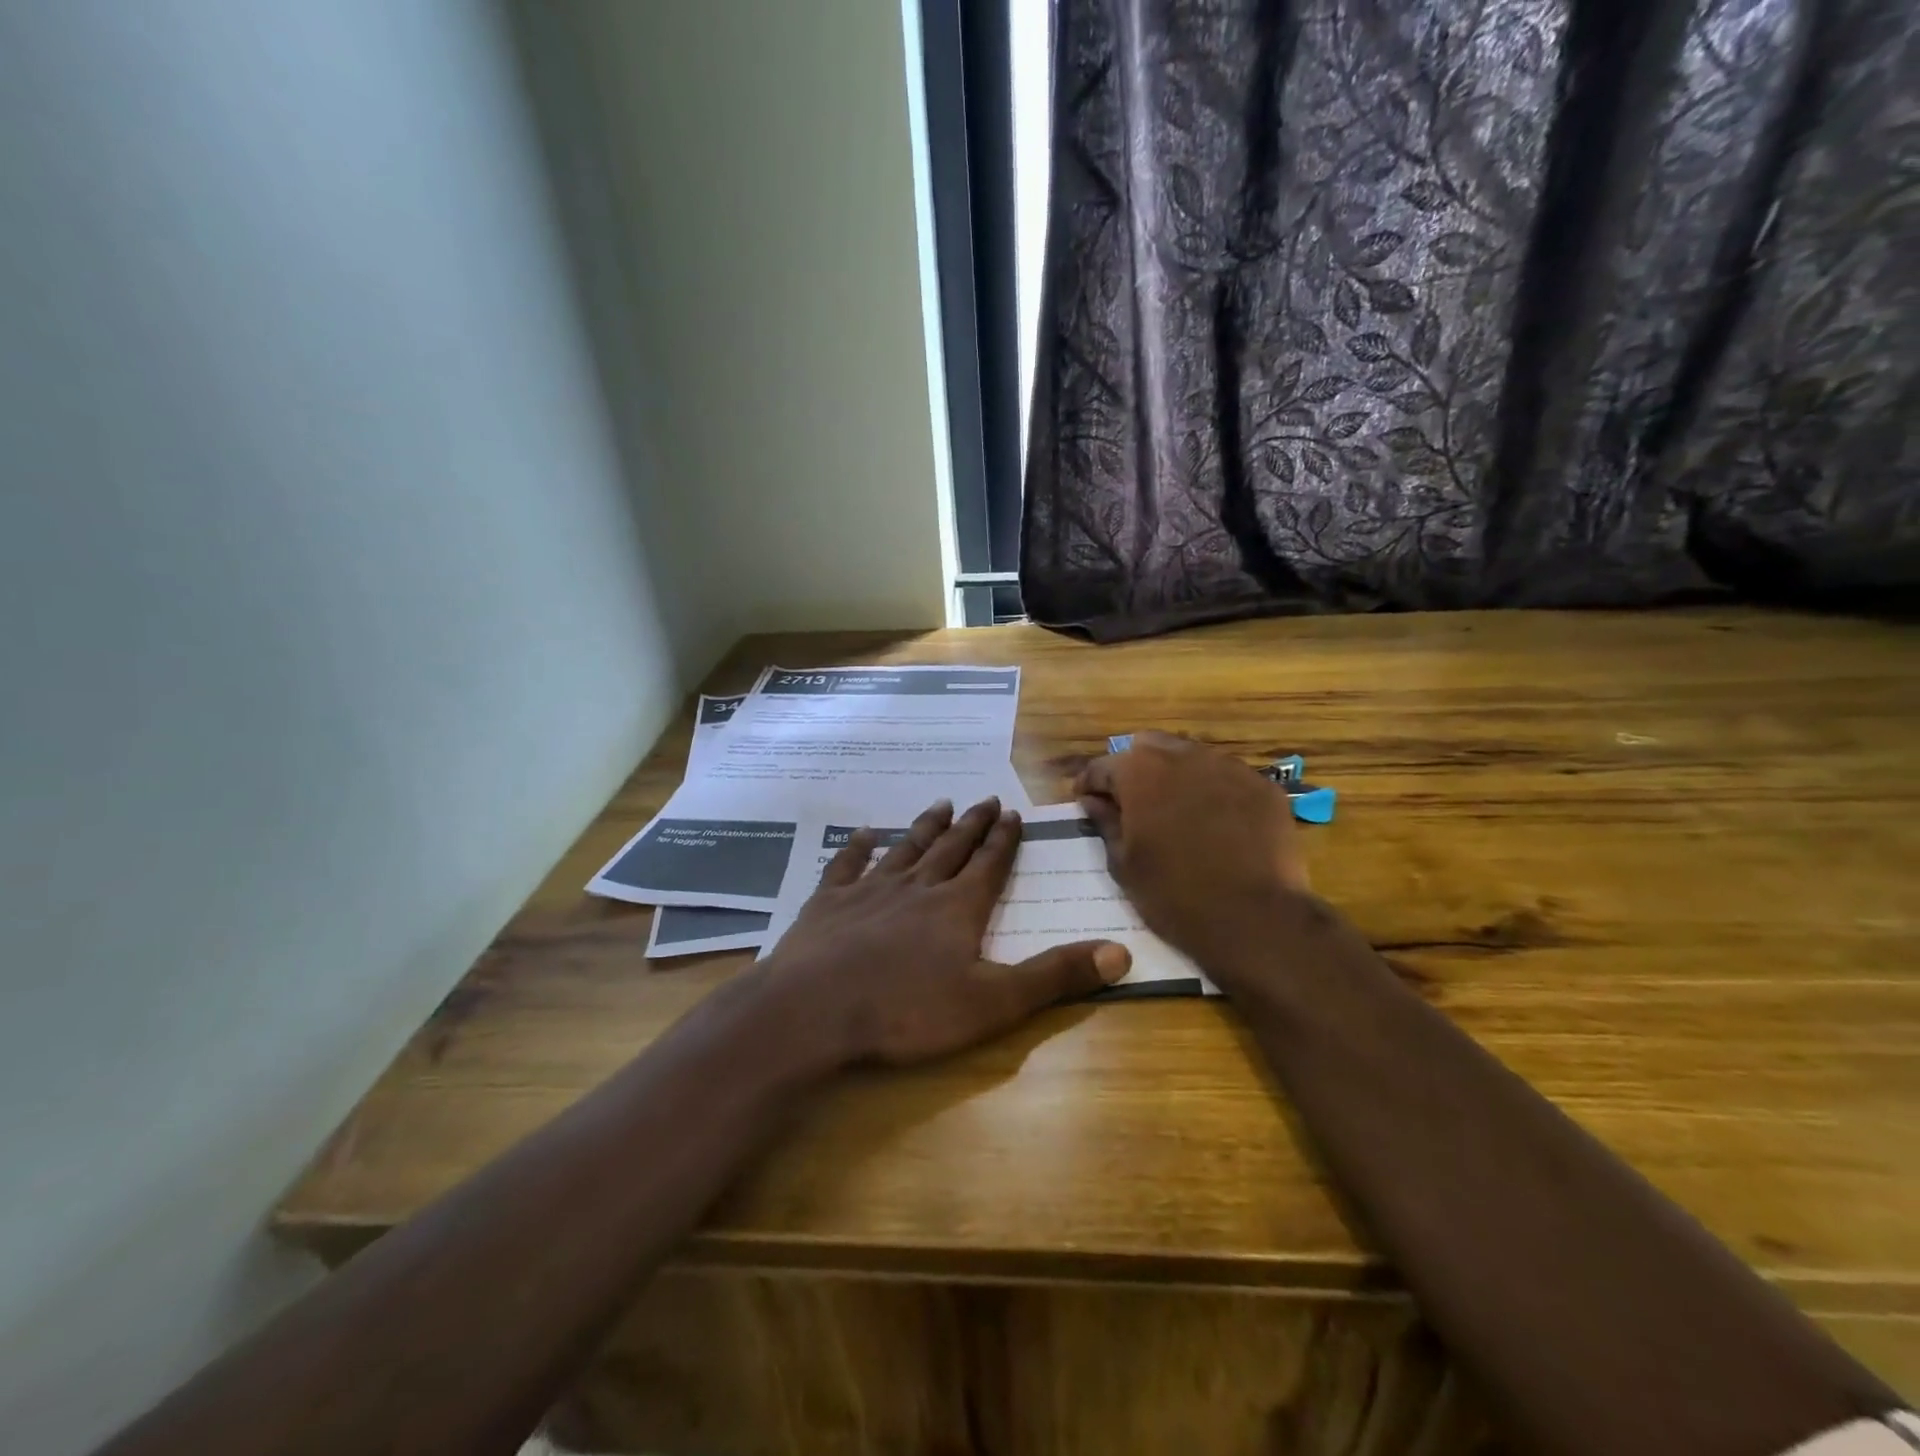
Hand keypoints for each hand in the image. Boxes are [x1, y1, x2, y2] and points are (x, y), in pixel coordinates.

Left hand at [762, 797, 1131, 1066]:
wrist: (814, 1011)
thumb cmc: (907, 1010)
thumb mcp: (993, 1003)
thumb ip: (1055, 976)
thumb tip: (1121, 952)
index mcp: (958, 908)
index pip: (990, 865)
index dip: (1004, 840)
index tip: (1013, 813)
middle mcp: (917, 887)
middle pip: (951, 848)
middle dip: (972, 825)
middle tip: (984, 799)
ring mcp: (869, 891)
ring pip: (905, 849)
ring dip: (924, 827)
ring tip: (940, 804)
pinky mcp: (827, 903)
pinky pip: (846, 865)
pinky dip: (857, 847)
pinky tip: (863, 833)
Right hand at [1075, 732, 1310, 973]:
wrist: (1254, 919)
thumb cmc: (1173, 895)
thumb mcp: (1124, 864)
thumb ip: (1105, 823)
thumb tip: (1092, 801)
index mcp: (1140, 771)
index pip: (1103, 766)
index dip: (1089, 784)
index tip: (1086, 802)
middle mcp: (1183, 756)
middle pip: (1149, 748)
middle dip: (1135, 770)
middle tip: (1133, 805)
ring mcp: (1228, 767)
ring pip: (1191, 758)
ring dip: (1176, 776)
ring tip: (1175, 812)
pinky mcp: (1263, 786)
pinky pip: (1227, 778)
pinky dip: (1213, 791)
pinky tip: (1216, 823)